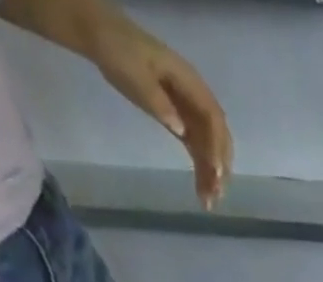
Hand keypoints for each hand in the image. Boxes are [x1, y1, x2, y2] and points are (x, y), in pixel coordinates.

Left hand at [91, 16, 231, 207]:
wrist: (102, 38)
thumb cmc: (119, 52)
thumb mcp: (136, 74)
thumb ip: (159, 102)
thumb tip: (182, 131)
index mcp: (189, 82)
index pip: (212, 119)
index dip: (216, 146)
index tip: (215, 172)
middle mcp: (195, 98)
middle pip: (217, 136)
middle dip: (219, 166)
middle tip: (216, 195)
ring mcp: (189, 110)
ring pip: (208, 146)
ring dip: (211, 174)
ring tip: (208, 202)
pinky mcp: (180, 119)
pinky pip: (196, 147)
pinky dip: (200, 167)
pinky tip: (201, 188)